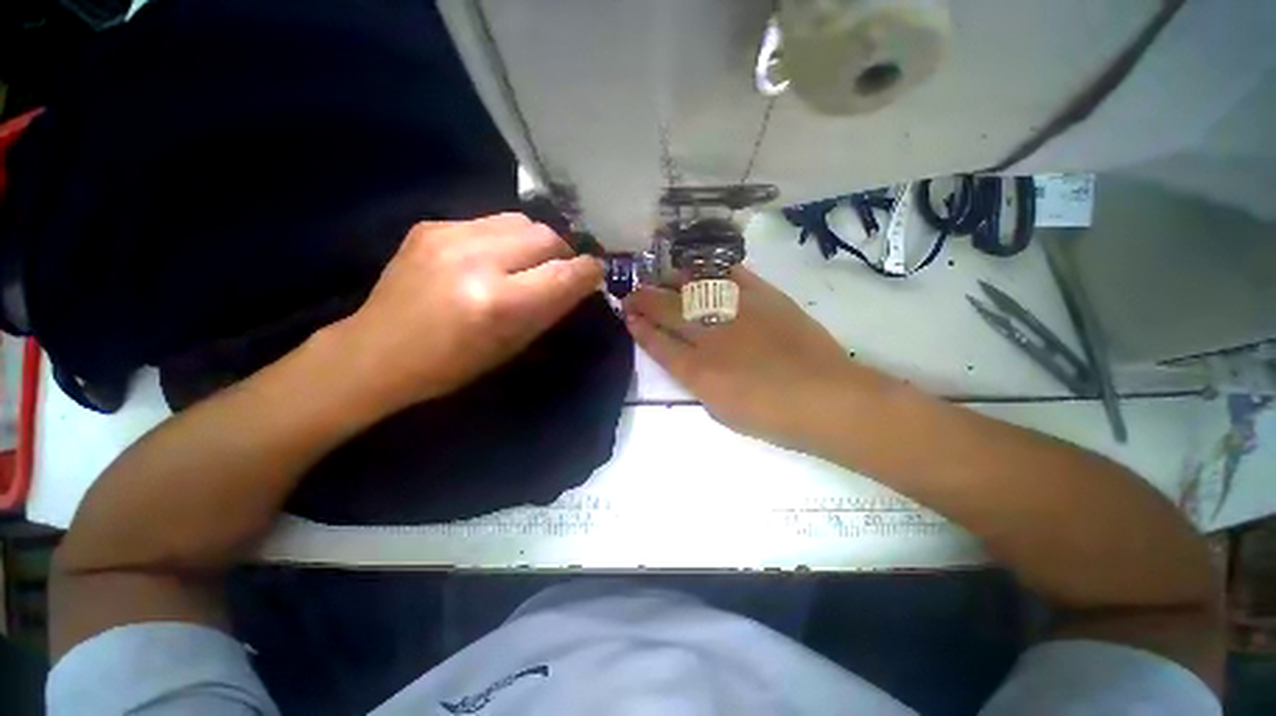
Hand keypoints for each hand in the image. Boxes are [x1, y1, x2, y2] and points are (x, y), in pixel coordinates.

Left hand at [335, 213, 601, 410]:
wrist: (375, 352)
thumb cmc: (452, 365)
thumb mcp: (513, 346)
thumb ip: (551, 308)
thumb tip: (580, 282)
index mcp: (499, 302)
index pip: (565, 273)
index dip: (589, 271)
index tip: (595, 274)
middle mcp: (476, 259)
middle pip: (546, 235)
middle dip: (562, 253)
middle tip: (559, 271)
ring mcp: (448, 235)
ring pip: (520, 220)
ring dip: (534, 242)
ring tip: (525, 263)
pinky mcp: (431, 225)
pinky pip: (489, 222)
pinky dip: (503, 239)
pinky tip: (490, 259)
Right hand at [623, 267, 888, 451]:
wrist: (827, 398)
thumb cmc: (772, 416)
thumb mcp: (720, 410)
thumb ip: (696, 381)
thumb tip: (684, 358)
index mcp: (697, 371)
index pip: (657, 343)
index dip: (639, 328)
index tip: (627, 317)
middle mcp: (710, 335)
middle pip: (667, 310)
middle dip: (643, 300)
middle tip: (632, 294)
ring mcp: (737, 311)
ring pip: (693, 287)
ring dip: (670, 282)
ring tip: (659, 279)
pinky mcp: (764, 296)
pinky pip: (730, 274)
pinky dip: (710, 269)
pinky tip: (698, 268)